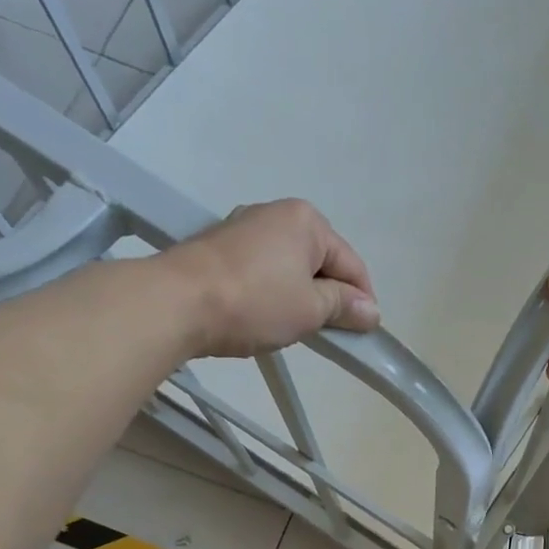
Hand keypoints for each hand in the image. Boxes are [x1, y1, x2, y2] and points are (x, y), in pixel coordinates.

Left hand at [170, 199, 379, 356]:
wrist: (177, 302)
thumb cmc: (255, 303)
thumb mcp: (311, 309)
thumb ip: (345, 307)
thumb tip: (371, 311)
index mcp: (307, 221)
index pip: (351, 264)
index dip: (362, 301)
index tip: (362, 333)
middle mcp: (277, 214)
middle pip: (321, 261)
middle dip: (329, 296)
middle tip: (327, 332)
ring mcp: (245, 227)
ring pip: (291, 266)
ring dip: (301, 295)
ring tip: (294, 327)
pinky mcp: (221, 246)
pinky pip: (264, 269)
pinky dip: (273, 291)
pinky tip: (265, 314)